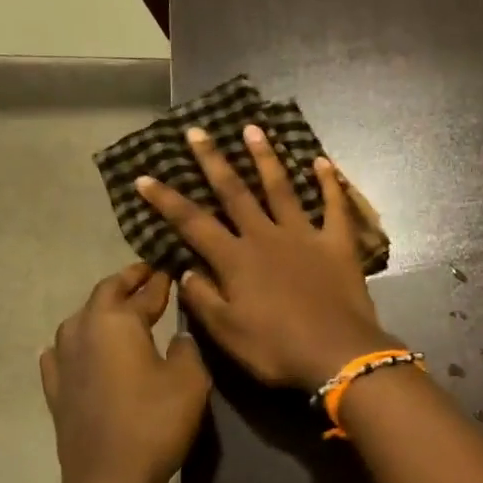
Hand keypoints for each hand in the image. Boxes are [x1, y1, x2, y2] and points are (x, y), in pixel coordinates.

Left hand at [39, 264, 209, 482]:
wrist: (109, 479)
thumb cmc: (155, 422)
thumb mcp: (190, 379)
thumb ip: (186, 348)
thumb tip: (177, 336)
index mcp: (117, 322)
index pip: (141, 291)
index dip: (158, 280)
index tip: (170, 267)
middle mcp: (83, 331)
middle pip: (103, 295)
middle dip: (126, 283)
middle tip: (146, 276)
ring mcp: (63, 361)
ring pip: (78, 320)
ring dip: (99, 310)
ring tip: (117, 311)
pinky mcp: (55, 390)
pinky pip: (59, 353)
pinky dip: (72, 344)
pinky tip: (71, 348)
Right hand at [136, 125, 394, 388]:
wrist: (338, 354)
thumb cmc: (277, 349)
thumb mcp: (227, 333)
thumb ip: (203, 299)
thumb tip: (186, 270)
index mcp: (236, 259)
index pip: (192, 223)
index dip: (166, 200)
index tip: (145, 177)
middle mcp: (266, 237)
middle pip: (234, 192)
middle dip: (212, 161)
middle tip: (197, 131)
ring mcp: (304, 235)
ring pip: (281, 188)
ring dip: (265, 158)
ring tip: (253, 129)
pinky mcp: (337, 243)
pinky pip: (334, 206)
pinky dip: (329, 183)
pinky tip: (323, 161)